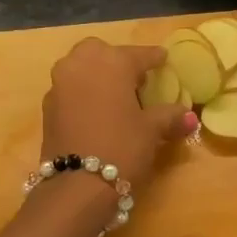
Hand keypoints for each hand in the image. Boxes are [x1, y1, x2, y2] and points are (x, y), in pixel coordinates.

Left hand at [41, 38, 195, 189]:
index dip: (154, 58)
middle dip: (117, 60)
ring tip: (115, 95)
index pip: (139, 54)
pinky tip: (95, 111)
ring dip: (96, 75)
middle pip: (101, 52)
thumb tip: (189, 116)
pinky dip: (83, 93)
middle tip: (134, 79)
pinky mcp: (47, 106)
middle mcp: (81, 64)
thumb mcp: (151, 130)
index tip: (163, 59)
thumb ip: (169, 116)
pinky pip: (70, 89)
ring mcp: (60, 84)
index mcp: (112, 62)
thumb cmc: (122, 147)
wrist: (77, 184)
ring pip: (80, 67)